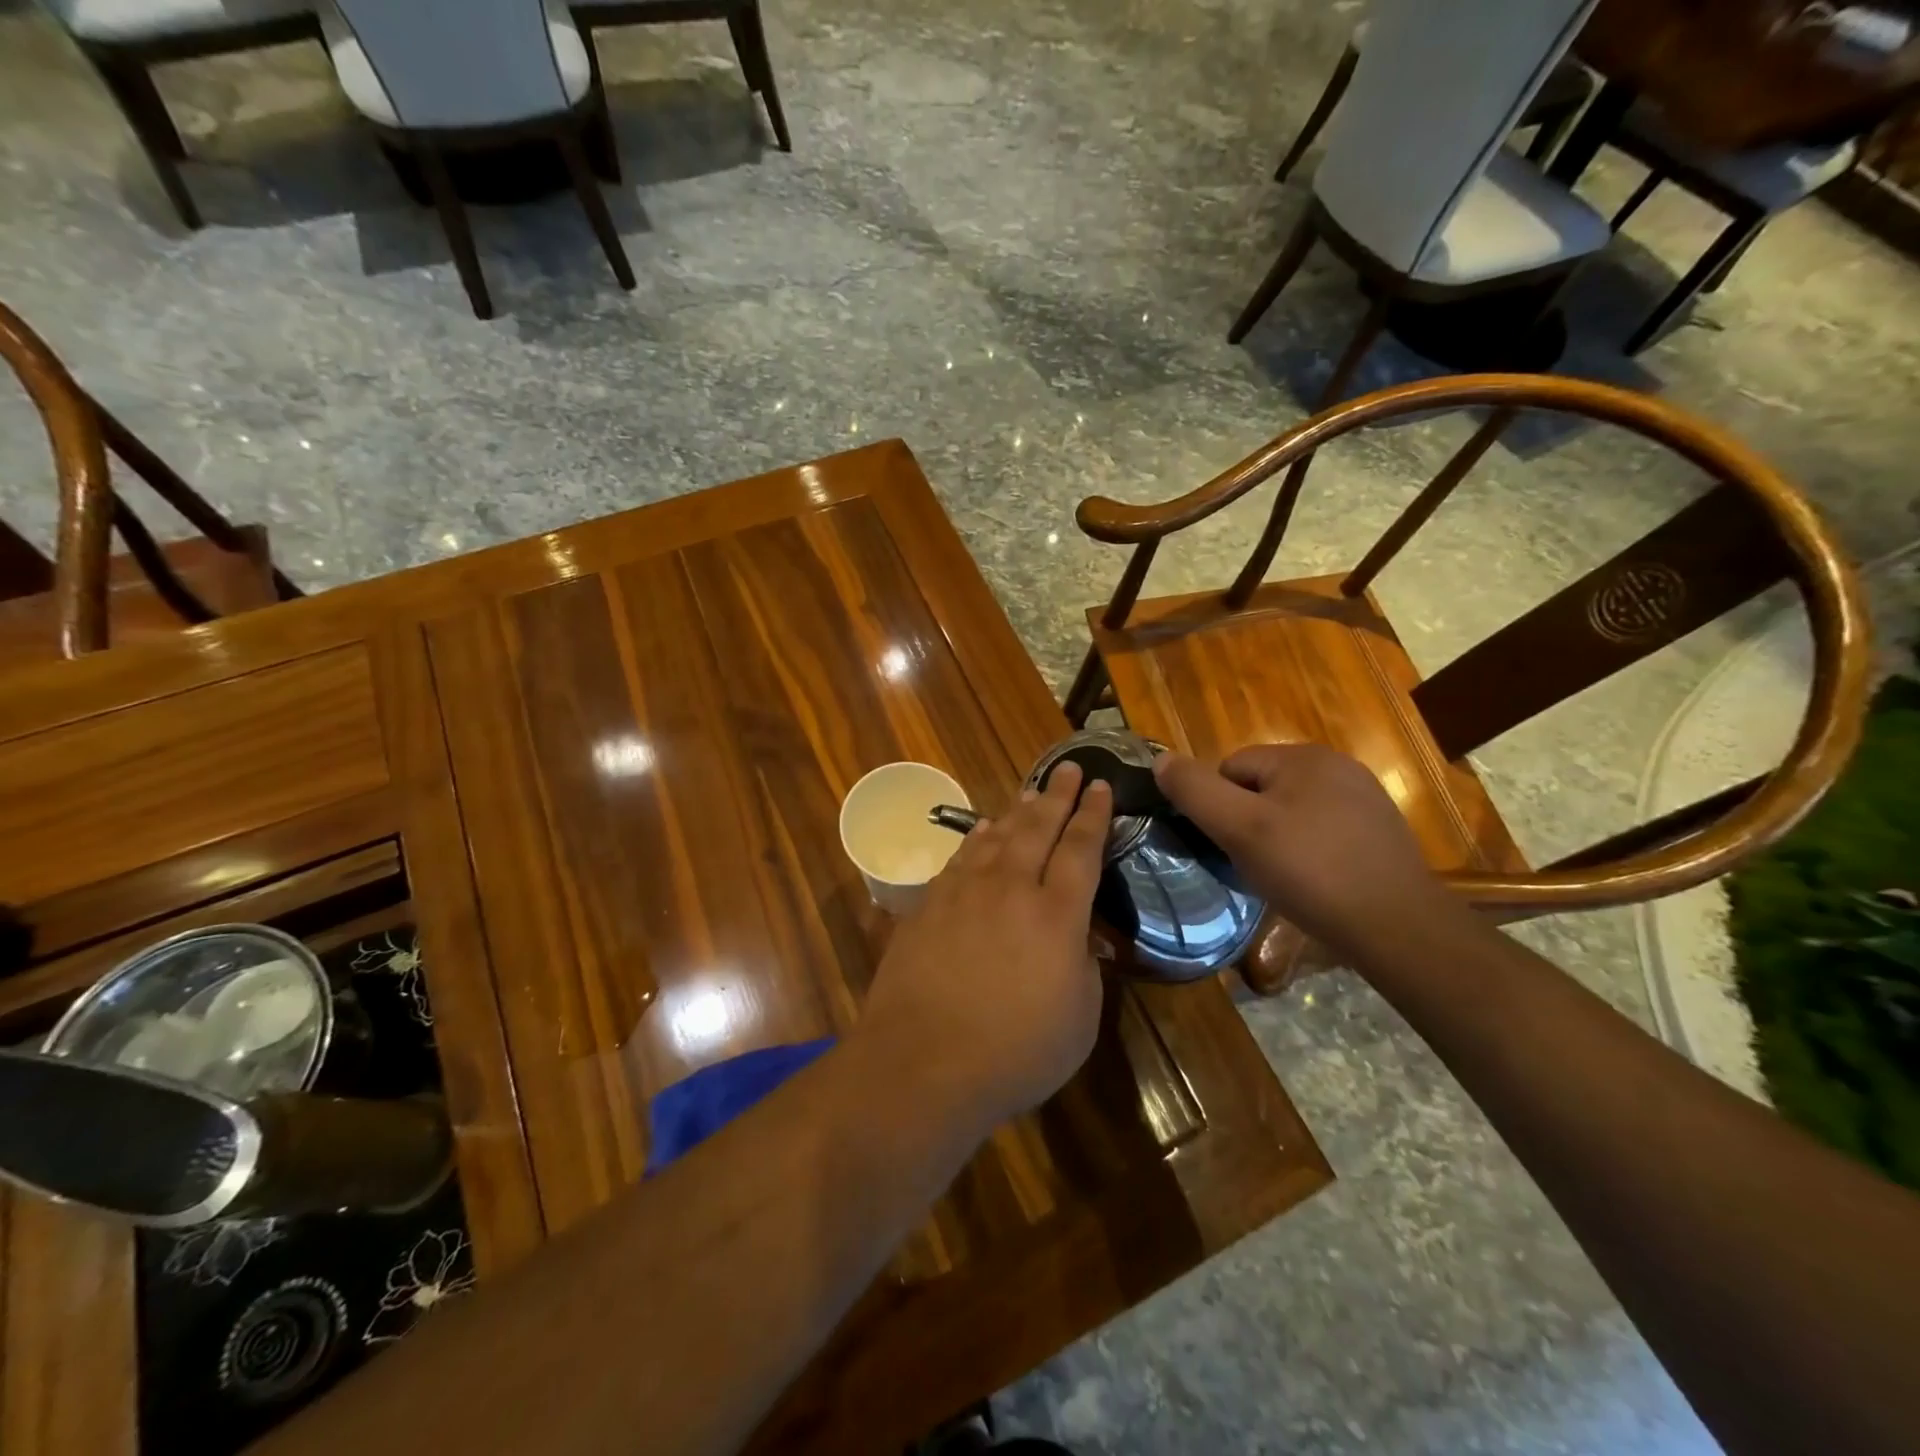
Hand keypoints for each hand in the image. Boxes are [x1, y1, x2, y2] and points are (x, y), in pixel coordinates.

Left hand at [858, 762, 1112, 1134]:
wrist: (923, 1062)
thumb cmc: (1015, 1053)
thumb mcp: (1079, 1018)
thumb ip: (1084, 966)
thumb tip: (1077, 937)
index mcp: (1056, 914)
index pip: (1082, 849)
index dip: (1094, 814)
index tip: (1102, 786)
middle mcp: (1011, 888)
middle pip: (1038, 827)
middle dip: (1059, 795)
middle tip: (1071, 768)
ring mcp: (964, 892)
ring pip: (997, 835)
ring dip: (1019, 810)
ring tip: (1032, 792)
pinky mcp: (929, 904)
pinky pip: (961, 857)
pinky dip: (978, 838)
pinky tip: (984, 830)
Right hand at [1153, 744, 1449, 955]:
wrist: (1397, 927)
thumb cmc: (1310, 871)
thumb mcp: (1240, 829)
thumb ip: (1195, 791)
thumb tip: (1160, 760)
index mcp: (1304, 756)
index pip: (1230, 766)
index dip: (1218, 807)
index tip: (1228, 845)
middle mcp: (1337, 765)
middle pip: (1260, 786)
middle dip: (1247, 820)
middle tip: (1252, 863)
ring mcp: (1363, 798)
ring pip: (1290, 809)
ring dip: (1276, 836)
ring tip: (1282, 875)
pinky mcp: (1378, 830)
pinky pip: (1321, 828)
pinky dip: (1308, 849)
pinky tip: (1314, 880)